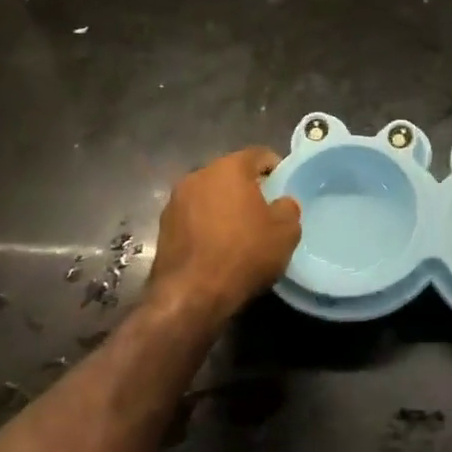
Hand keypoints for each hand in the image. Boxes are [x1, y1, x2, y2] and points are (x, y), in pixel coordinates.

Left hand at [146, 148, 301, 324]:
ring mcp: (176, 201)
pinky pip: (193, 216)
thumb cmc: (243, 254)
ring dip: (224, 206)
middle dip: (247, 187)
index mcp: (229, 167)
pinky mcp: (162, 226)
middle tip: (264, 211)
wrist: (191, 296)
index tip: (283, 189)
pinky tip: (217, 247)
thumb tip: (281, 203)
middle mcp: (199, 175)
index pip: (259, 154)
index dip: (275, 168)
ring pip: (209, 194)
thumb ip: (288, 208)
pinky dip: (206, 224)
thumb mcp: (286, 232)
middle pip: (230, 173)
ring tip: (239, 231)